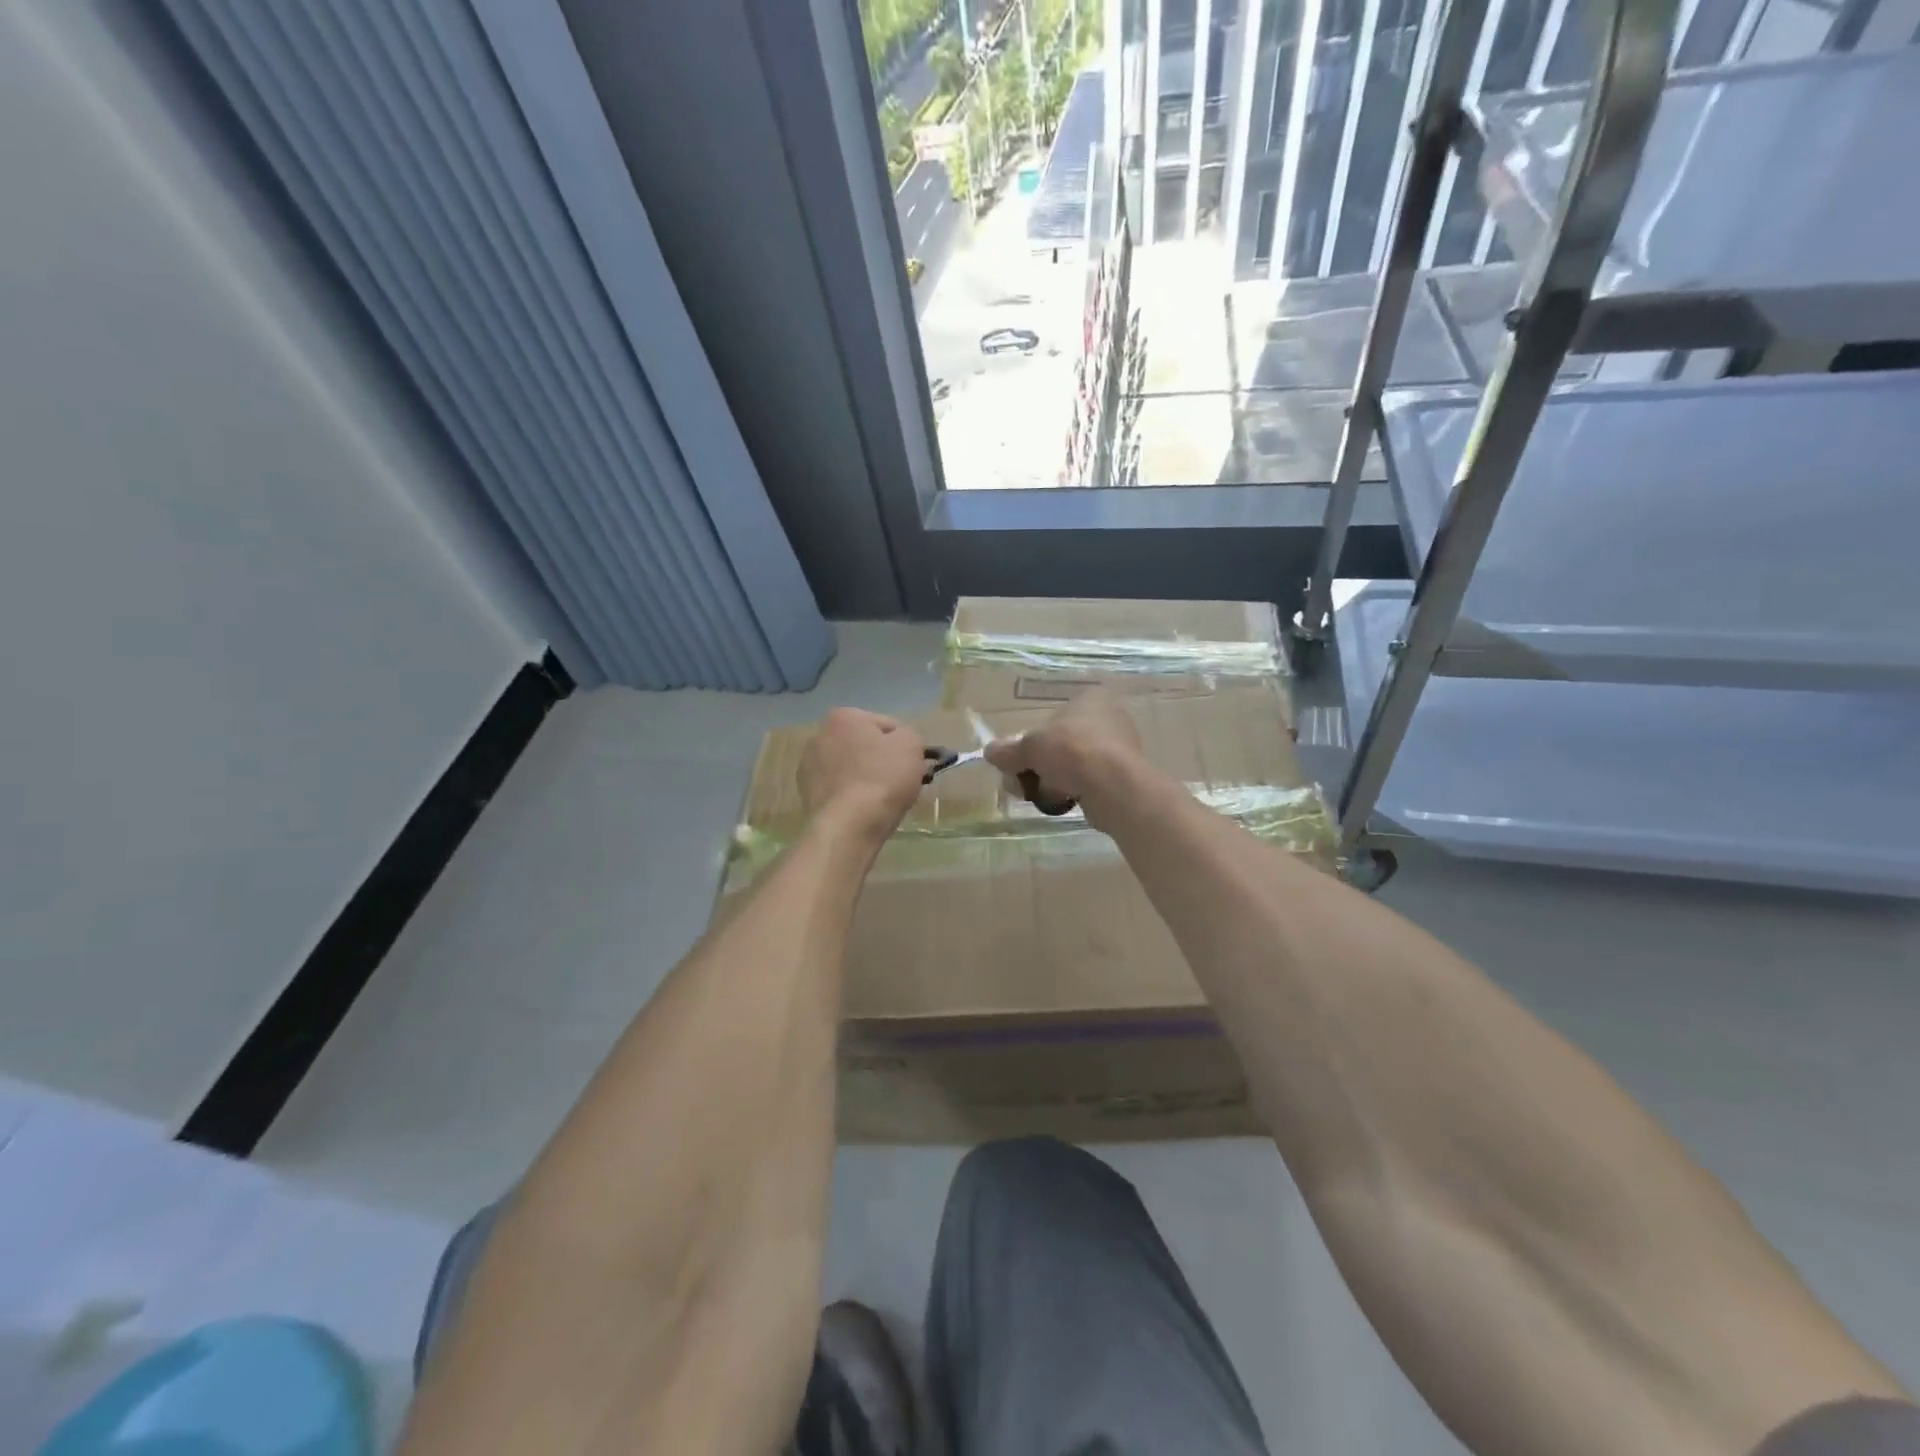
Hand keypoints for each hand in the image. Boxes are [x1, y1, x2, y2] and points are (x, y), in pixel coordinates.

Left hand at [800, 709, 926, 845]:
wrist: (848, 826)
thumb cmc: (882, 779)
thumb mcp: (911, 745)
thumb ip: (909, 736)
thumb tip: (900, 744)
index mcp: (844, 717)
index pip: (887, 726)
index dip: (905, 746)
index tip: (913, 767)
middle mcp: (819, 735)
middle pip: (865, 746)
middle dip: (882, 761)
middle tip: (899, 783)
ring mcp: (808, 766)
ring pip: (850, 768)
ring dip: (865, 778)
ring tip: (881, 801)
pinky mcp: (805, 794)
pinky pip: (839, 789)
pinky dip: (850, 796)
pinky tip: (862, 811)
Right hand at [984, 690, 1145, 829]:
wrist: (1112, 787)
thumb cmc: (1071, 751)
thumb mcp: (1030, 747)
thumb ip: (1009, 750)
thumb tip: (990, 752)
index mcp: (1091, 699)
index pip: (1054, 716)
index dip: (1033, 739)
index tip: (1020, 759)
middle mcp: (1110, 718)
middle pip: (1061, 743)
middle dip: (1040, 763)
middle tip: (1022, 781)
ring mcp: (1119, 748)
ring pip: (1073, 764)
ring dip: (1053, 779)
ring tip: (1040, 794)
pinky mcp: (1123, 776)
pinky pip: (1088, 781)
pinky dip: (1073, 790)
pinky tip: (1063, 801)